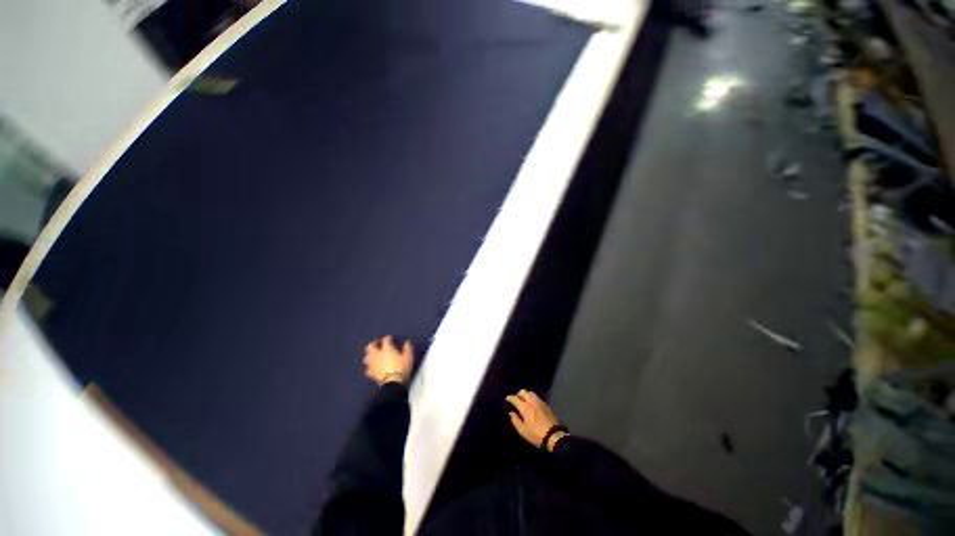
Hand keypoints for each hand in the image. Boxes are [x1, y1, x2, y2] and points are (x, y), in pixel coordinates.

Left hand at [363, 335, 413, 385]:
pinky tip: (373, 367)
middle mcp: (377, 355)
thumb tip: (407, 342)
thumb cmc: (401, 368)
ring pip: (367, 357)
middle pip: (371, 346)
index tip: (391, 338)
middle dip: (374, 343)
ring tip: (374, 355)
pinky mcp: (371, 373)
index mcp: (386, 349)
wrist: (392, 384)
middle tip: (378, 343)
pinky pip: (368, 368)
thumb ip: (407, 348)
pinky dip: (370, 366)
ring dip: (370, 354)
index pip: (386, 340)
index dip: (388, 338)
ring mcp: (373, 364)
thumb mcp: (408, 356)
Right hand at [506, 389, 564, 450]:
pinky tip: (532, 404)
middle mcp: (532, 402)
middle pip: (523, 392)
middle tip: (516, 400)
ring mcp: (540, 402)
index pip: (515, 398)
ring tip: (524, 401)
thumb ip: (515, 420)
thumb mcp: (522, 431)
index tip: (507, 399)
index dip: (510, 398)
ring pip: (531, 393)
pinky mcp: (546, 405)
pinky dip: (532, 398)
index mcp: (525, 407)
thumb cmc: (536, 435)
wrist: (553, 436)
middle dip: (518, 394)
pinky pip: (537, 397)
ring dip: (526, 395)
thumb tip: (511, 413)